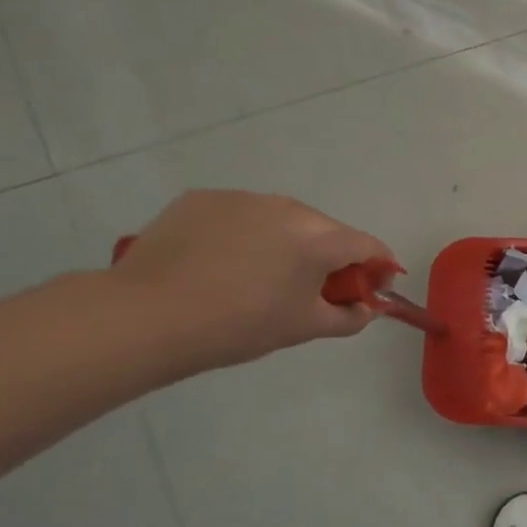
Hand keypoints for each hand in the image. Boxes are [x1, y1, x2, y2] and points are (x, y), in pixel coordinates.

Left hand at [107, 190, 395, 370]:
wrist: (147, 316)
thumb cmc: (240, 325)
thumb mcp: (305, 328)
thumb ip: (350, 317)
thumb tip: (368, 308)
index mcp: (320, 239)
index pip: (368, 246)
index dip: (379, 267)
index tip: (372, 289)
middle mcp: (288, 208)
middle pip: (327, 230)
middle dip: (331, 256)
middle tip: (314, 289)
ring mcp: (243, 199)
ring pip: (283, 219)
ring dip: (288, 242)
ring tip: (263, 275)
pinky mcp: (202, 199)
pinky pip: (242, 215)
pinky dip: (246, 234)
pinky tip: (224, 262)